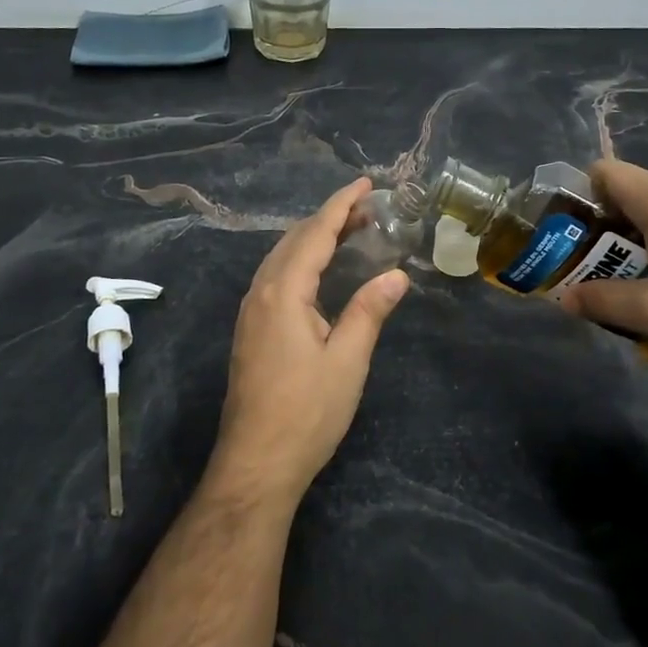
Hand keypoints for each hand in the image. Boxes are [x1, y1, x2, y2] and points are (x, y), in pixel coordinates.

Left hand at [211, 178, 409, 507]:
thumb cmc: (306, 412)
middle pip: (294, 240)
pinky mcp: (251, 331)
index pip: (314, 234)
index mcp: (283, 293)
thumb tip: (397, 274)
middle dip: (329, 218)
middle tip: (367, 207)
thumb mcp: (347, 360)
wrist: (256, 463)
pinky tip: (319, 271)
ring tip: (350, 231)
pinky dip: (302, 260)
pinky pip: (276, 277)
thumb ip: (370, 311)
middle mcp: (260, 293)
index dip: (340, 205)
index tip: (365, 183)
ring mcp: (251, 313)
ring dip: (314, 238)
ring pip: (282, 258)